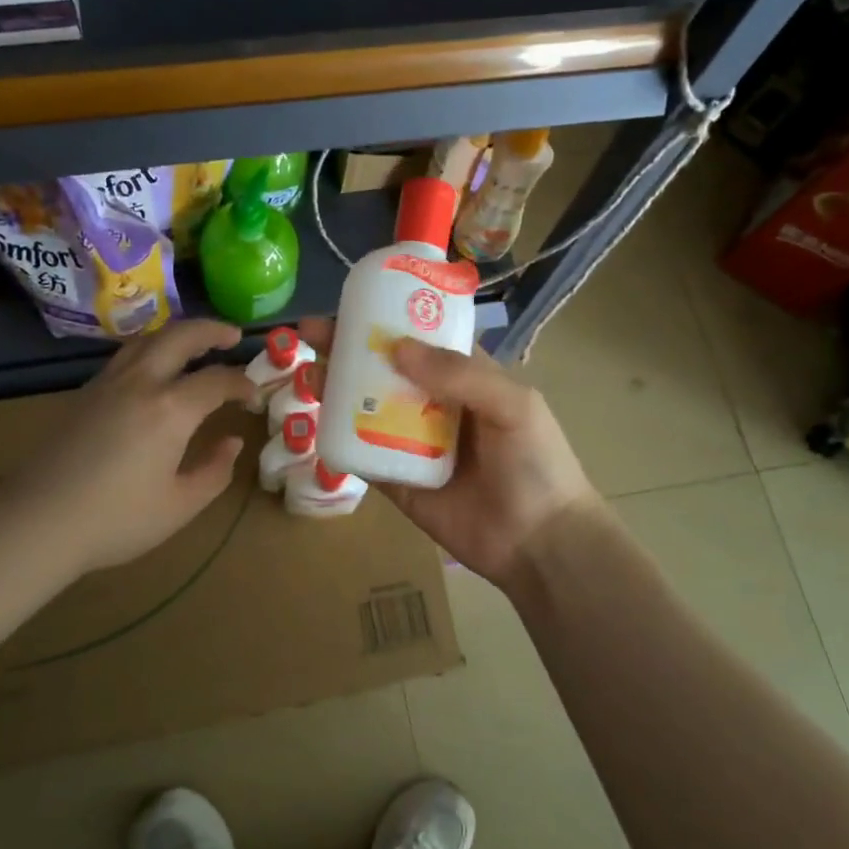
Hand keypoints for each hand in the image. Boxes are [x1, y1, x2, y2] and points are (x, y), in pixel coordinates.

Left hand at [0, 319, 250, 575]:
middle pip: (181, 336)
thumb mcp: (180, 505)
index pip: (217, 380)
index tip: (255, 394)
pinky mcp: (84, 393)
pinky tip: (154, 370)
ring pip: (148, 340)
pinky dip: (151, 349)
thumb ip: (215, 470)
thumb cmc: (116, 520)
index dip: (242, 383)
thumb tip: (233, 442)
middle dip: (212, 330)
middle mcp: (141, 383)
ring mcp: (108, 383)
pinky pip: (126, 356)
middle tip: (233, 335)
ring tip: (195, 344)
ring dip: (178, 334)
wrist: (36, 521)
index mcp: (171, 409)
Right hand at [299, 318, 601, 590]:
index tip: (352, 304)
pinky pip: (364, 455)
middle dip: (350, 349)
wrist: (539, 544)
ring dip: (338, 388)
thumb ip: (460, 373)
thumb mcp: (512, 405)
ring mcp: (413, 443)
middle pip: (386, 369)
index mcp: (466, 377)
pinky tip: (317, 420)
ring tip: (309, 371)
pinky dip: (340, 438)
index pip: (422, 338)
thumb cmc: (535, 463)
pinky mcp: (397, 481)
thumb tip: (396, 347)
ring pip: (368, 408)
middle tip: (310, 332)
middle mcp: (435, 403)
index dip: (389, 318)